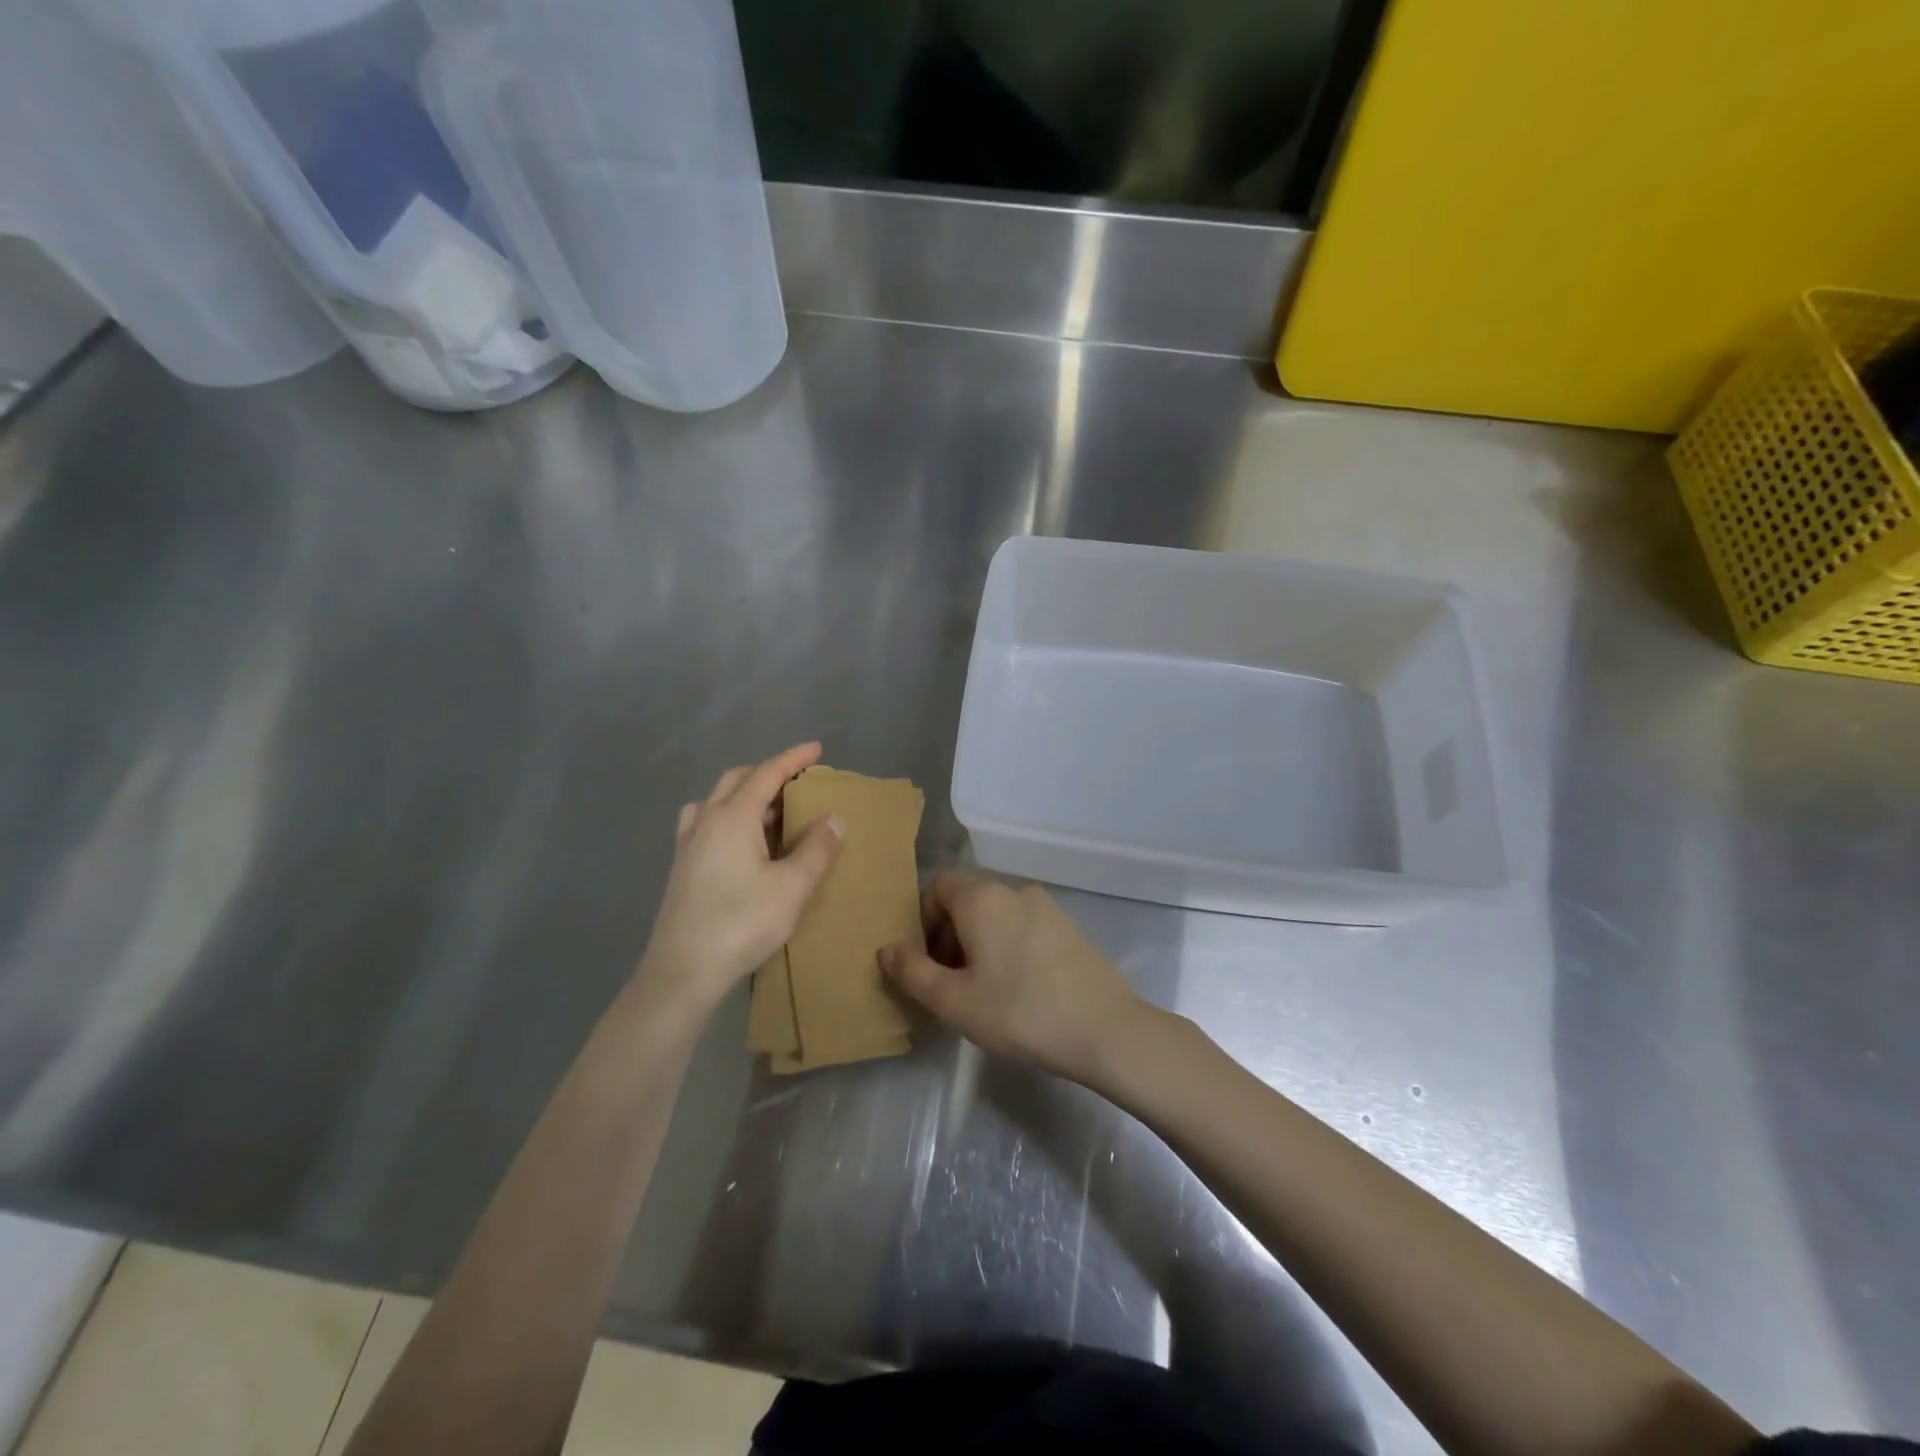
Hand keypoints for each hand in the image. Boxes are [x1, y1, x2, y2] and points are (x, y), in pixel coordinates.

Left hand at [638, 743, 843, 1013]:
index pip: (767, 773)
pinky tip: (741, 844)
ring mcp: (688, 844)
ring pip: (716, 800)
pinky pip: (706, 823)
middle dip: (768, 773)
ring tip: (770, 813)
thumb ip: (817, 848)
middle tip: (797, 783)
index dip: (793, 758)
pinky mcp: (681, 867)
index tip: (816, 748)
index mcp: (733, 816)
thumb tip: (834, 817)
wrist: (682, 971)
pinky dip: (728, 817)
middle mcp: (706, 820)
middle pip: (737, 779)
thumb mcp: (793, 887)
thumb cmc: (742, 923)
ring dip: (745, 795)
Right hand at [880, 872, 1149, 1083]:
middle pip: (966, 898)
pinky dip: (1007, 944)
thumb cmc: (1020, 1012)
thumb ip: (913, 972)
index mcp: (982, 897)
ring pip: (996, 913)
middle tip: (947, 980)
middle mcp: (1014, 890)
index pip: (937, 884)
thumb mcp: (954, 1001)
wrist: (1105, 1029)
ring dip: (977, 940)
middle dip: (947, 932)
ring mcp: (1047, 906)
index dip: (921, 918)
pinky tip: (1016, 987)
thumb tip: (888, 949)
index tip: (924, 960)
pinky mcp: (1069, 927)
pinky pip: (1023, 925)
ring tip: (980, 988)